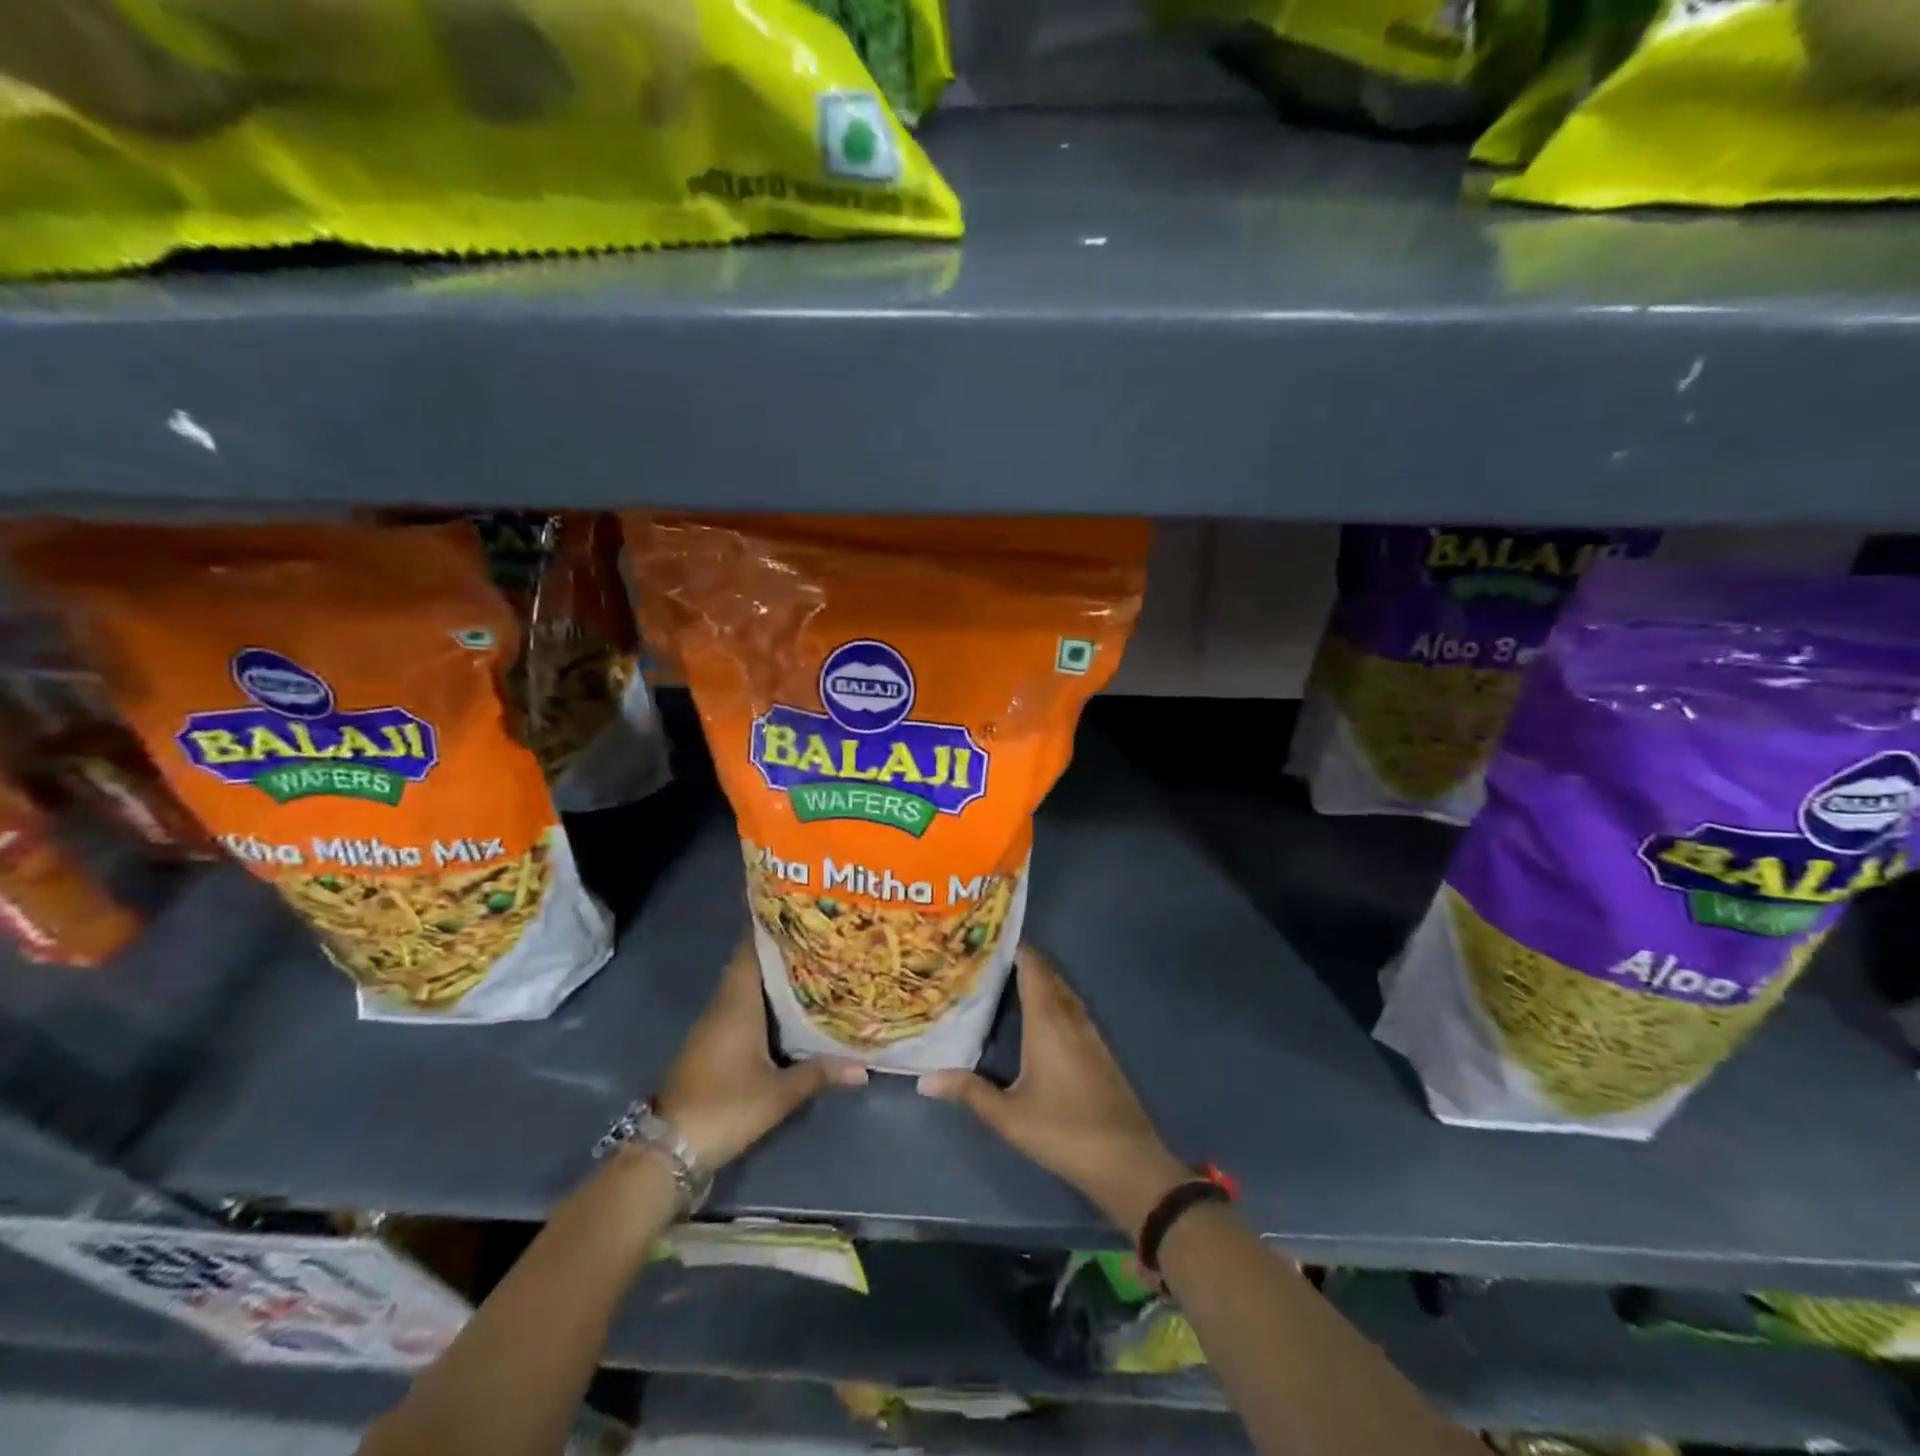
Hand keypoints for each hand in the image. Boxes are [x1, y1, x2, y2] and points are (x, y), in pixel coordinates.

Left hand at [655, 937, 866, 1169]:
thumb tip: (863, 1068)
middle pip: (751, 965)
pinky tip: (788, 1007)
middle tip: (818, 935)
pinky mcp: (712, 1045)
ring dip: (773, 975)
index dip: (770, 927)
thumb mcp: (777, 1093)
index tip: (798, 908)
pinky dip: (763, 1000)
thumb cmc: (725, 1107)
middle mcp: (723, 1005)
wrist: (669, 1148)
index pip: (750, 950)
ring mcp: (714, 1026)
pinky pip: (741, 1007)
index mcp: (737, 1003)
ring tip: (812, 964)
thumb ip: (819, 1074)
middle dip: (781, 949)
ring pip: (746, 987)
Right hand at [917, 945, 1189, 1234]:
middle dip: (1019, 960)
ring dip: (1037, 979)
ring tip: (1002, 980)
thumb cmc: (1063, 1131)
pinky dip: (1050, 999)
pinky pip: (1070, 1008)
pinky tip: (1034, 1016)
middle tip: (983, 959)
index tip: (983, 939)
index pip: (1032, 965)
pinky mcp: (1097, 1048)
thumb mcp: (1009, 1116)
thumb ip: (969, 1091)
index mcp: (1048, 1019)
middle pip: (1046, 973)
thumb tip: (924, 1080)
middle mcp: (1070, 1016)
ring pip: (1060, 990)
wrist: (1127, 1161)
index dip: (1012, 946)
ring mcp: (1088, 1031)